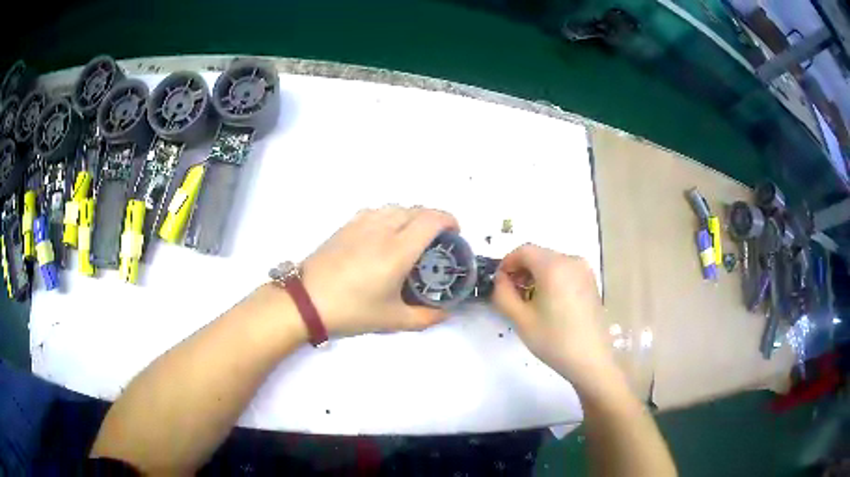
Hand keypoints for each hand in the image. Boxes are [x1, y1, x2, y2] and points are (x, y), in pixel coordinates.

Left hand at [301, 206, 458, 336]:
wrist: (307, 300)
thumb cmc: (352, 310)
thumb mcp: (392, 319)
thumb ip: (425, 317)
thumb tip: (445, 312)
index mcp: (398, 250)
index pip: (431, 219)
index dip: (449, 220)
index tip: (455, 234)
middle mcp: (383, 229)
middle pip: (416, 209)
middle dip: (433, 219)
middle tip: (436, 241)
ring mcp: (362, 223)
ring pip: (396, 207)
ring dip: (411, 216)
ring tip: (412, 237)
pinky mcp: (347, 224)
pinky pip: (377, 210)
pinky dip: (390, 216)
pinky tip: (384, 234)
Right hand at [492, 244, 613, 386]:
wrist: (590, 359)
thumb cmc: (554, 340)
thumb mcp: (520, 319)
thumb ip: (503, 294)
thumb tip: (501, 279)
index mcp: (554, 266)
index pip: (523, 250)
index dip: (507, 263)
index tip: (500, 283)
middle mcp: (571, 260)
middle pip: (539, 255)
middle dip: (521, 269)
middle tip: (512, 294)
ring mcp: (585, 271)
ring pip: (552, 262)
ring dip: (536, 275)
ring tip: (529, 301)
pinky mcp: (591, 282)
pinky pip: (565, 271)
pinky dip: (551, 279)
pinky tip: (549, 303)